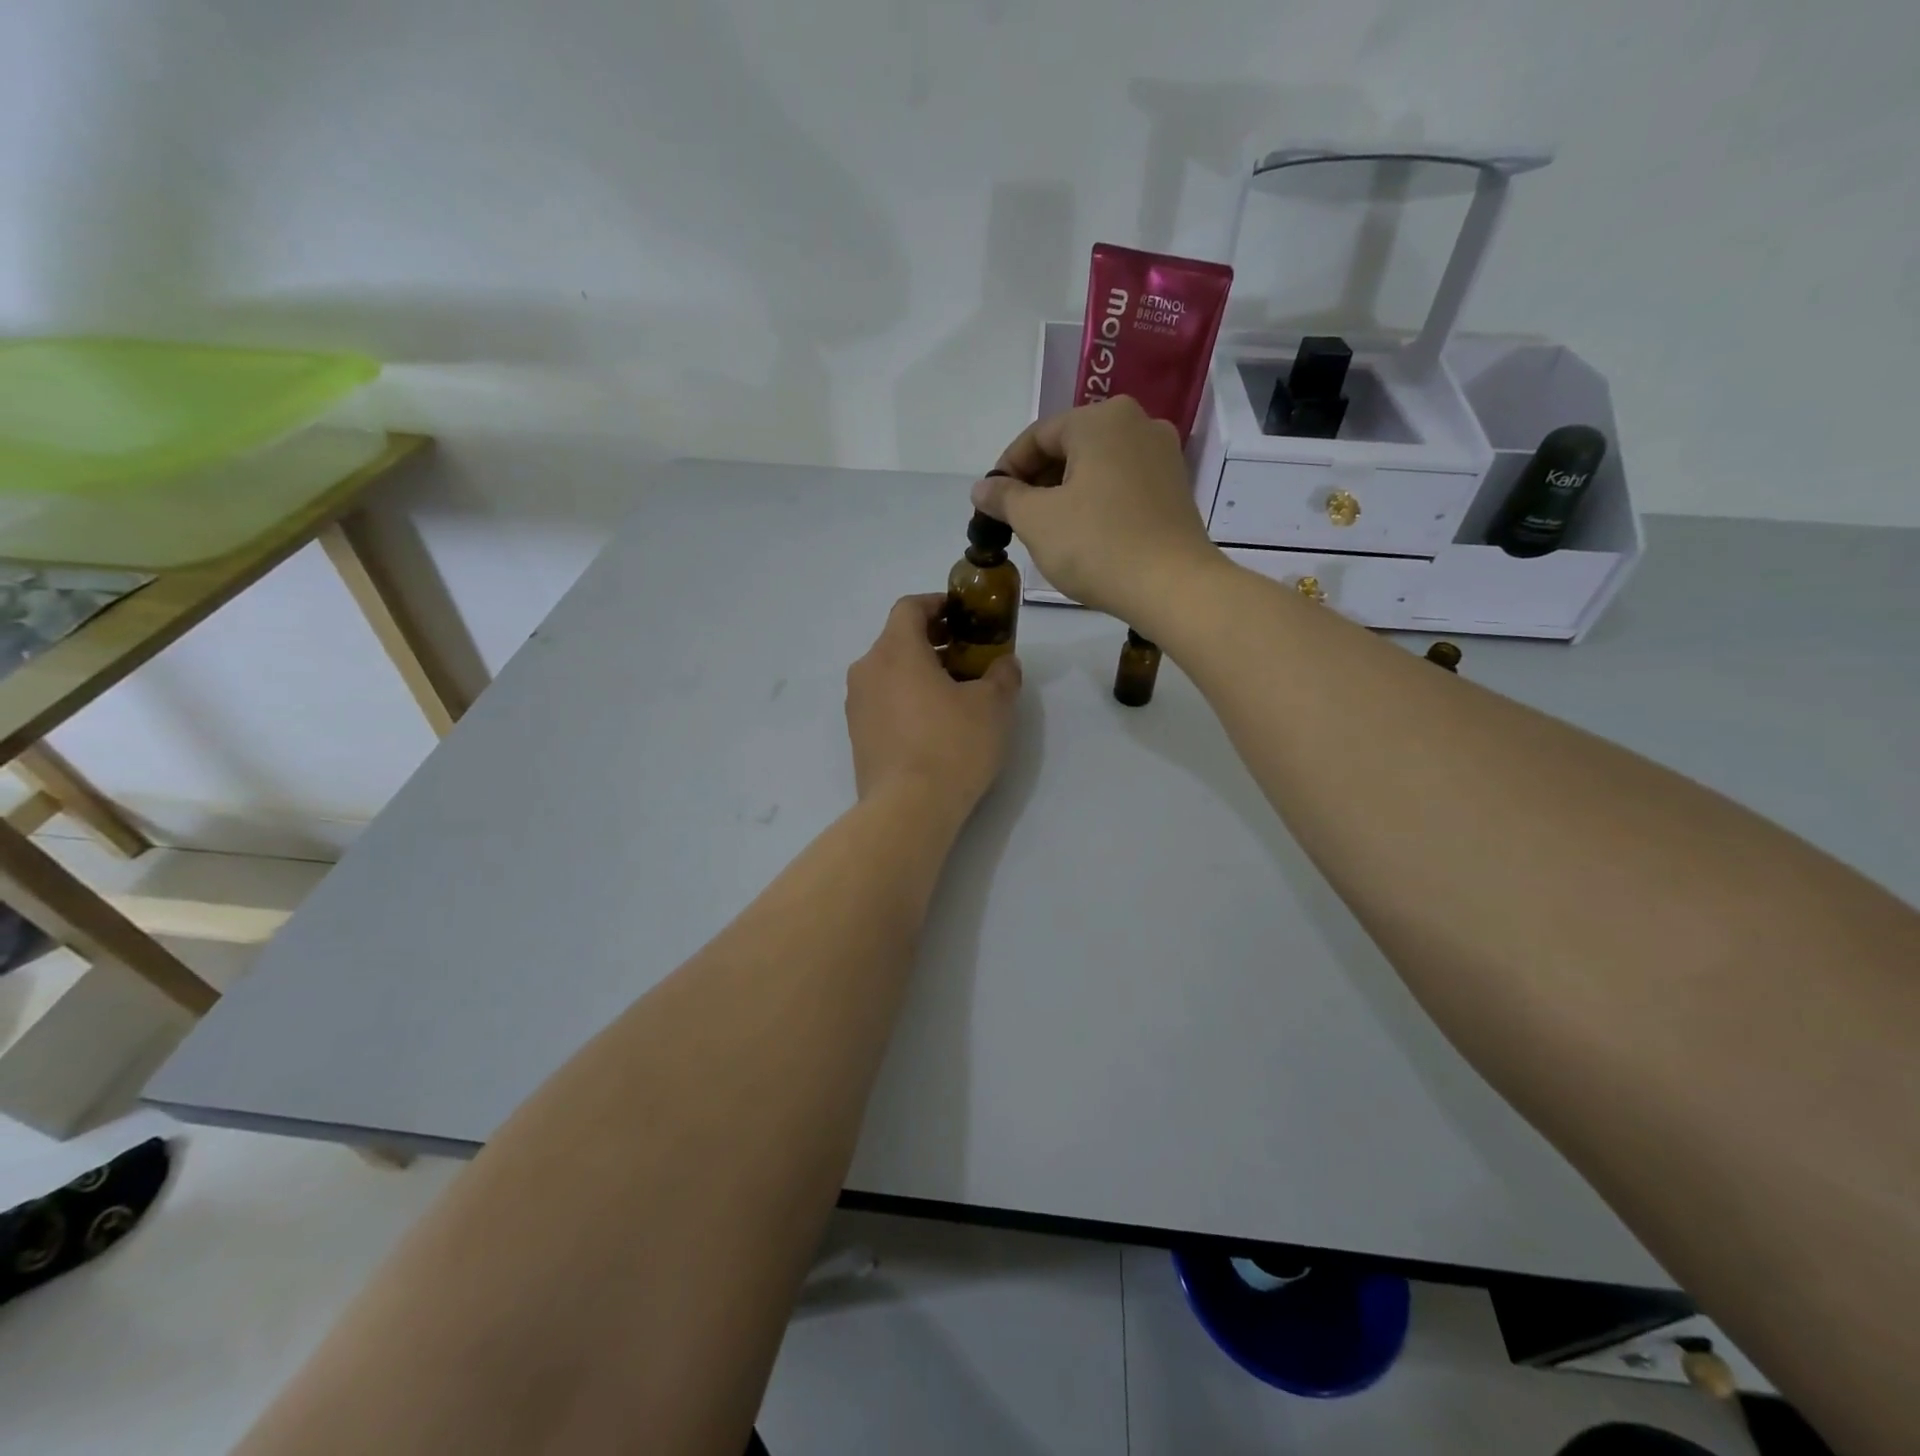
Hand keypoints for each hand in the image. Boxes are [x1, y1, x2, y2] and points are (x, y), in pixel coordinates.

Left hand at [845, 595, 1021, 819]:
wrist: (908, 808)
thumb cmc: (952, 745)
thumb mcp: (993, 706)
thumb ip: (1002, 675)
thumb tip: (1004, 664)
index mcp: (895, 650)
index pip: (909, 607)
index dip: (937, 604)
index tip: (962, 616)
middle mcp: (867, 670)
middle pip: (897, 640)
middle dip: (933, 641)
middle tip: (967, 656)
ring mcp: (857, 705)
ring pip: (889, 672)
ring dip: (919, 672)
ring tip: (954, 693)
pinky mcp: (857, 735)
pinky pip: (883, 701)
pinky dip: (906, 698)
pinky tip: (933, 723)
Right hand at [972, 397, 1223, 628]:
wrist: (1173, 586)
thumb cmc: (1097, 545)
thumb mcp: (1036, 521)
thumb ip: (1004, 497)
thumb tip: (982, 487)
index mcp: (1101, 419)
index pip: (1038, 435)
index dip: (1006, 468)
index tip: (990, 502)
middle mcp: (1137, 423)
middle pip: (1070, 446)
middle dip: (1037, 480)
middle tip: (1016, 518)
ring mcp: (1163, 454)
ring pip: (1097, 465)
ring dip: (1066, 491)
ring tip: (1047, 529)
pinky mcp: (1175, 487)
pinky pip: (1123, 483)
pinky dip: (1097, 500)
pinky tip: (1084, 532)